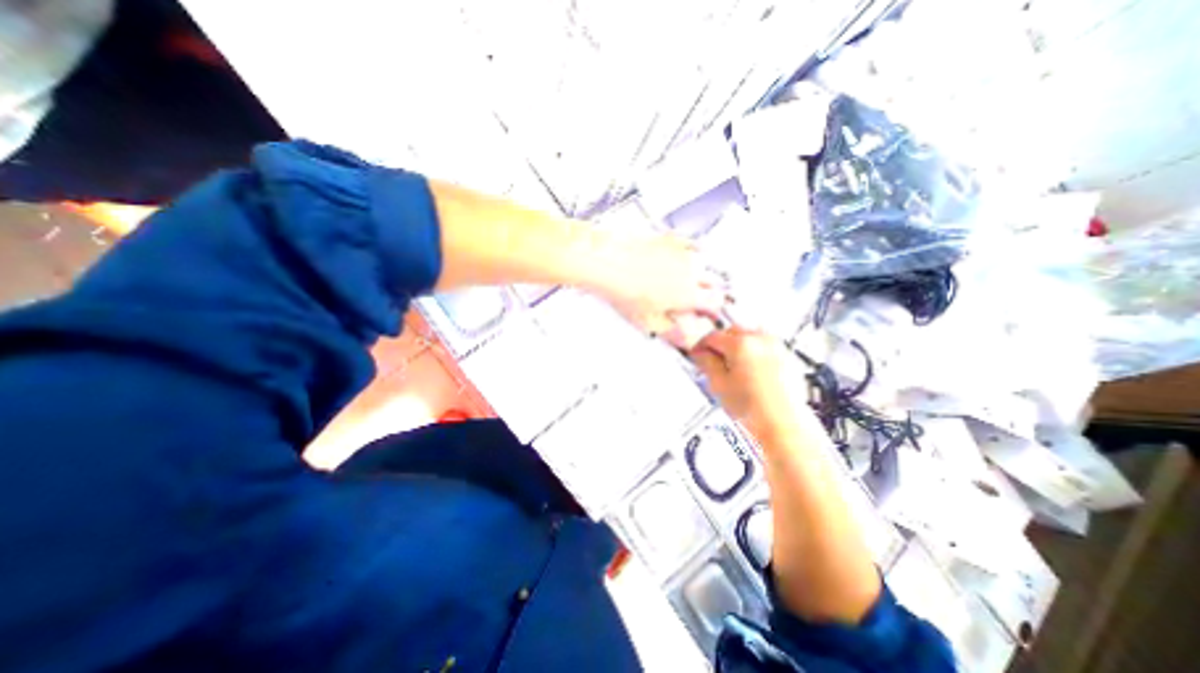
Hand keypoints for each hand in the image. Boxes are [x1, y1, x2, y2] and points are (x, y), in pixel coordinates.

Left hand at [592, 233, 730, 340]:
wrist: (608, 262)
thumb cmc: (625, 290)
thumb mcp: (647, 322)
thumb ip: (671, 332)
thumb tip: (683, 340)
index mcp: (689, 294)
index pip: (715, 303)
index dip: (714, 310)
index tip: (709, 313)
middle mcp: (691, 272)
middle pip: (714, 281)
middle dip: (710, 290)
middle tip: (699, 297)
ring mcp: (682, 253)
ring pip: (705, 263)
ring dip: (703, 272)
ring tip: (691, 278)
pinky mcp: (670, 239)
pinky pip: (691, 244)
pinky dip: (692, 250)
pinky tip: (685, 254)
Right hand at [689, 327, 819, 437]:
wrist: (783, 423)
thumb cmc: (754, 409)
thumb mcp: (720, 385)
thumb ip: (707, 363)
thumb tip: (701, 354)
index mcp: (740, 344)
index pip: (712, 336)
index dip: (700, 345)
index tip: (697, 353)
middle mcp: (760, 339)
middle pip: (732, 331)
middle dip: (720, 343)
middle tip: (712, 358)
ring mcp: (776, 346)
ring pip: (749, 335)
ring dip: (737, 344)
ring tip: (731, 364)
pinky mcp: (786, 356)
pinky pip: (764, 344)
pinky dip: (753, 350)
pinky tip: (748, 368)